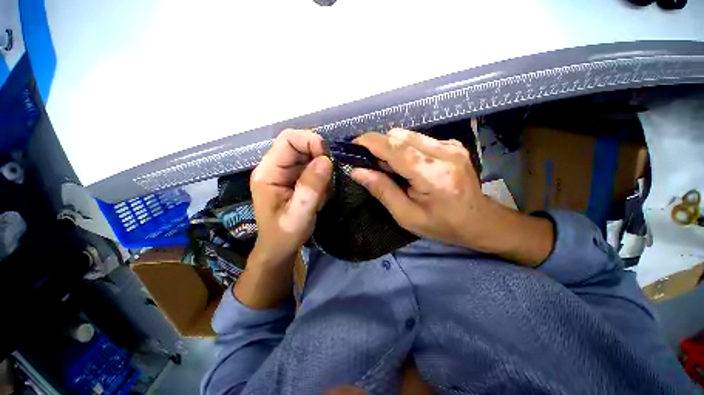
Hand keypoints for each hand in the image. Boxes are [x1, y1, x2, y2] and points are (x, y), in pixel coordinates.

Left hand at [249, 129, 332, 266]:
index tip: (327, 158)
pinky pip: (314, 167)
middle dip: (319, 157)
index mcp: (268, 172)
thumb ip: (310, 188)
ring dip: (322, 170)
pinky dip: (323, 177)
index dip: (309, 141)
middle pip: (299, 145)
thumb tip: (326, 160)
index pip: (288, 140)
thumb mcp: (298, 215)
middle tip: (329, 177)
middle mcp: (276, 167)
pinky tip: (321, 194)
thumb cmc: (284, 235)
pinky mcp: (296, 179)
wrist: (280, 248)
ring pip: (309, 156)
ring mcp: (287, 172)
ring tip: (323, 192)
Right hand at [350, 128, 491, 250]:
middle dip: (380, 146)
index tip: (354, 145)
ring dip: (392, 147)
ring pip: (408, 135)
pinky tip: (408, 165)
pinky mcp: (453, 144)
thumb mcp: (407, 216)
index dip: (371, 142)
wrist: (480, 221)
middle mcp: (444, 153)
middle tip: (374, 166)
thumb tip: (357, 172)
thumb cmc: (442, 225)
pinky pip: (419, 139)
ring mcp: (451, 145)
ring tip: (391, 168)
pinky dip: (406, 148)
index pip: (395, 147)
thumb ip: (382, 191)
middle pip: (400, 136)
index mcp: (433, 175)